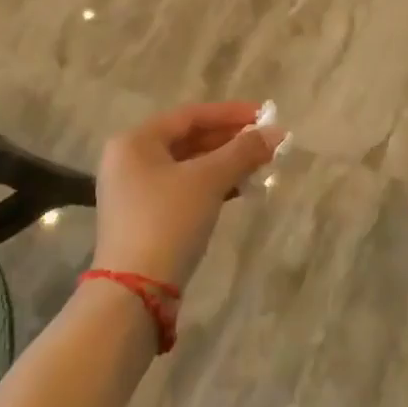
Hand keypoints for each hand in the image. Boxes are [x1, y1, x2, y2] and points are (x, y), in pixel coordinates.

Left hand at [91, 101, 284, 291]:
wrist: (135, 293)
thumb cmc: (168, 221)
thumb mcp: (209, 181)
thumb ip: (243, 151)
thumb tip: (278, 132)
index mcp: (135, 141)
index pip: (190, 115)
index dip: (231, 113)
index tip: (265, 115)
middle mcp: (129, 160)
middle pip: (188, 139)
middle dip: (230, 140)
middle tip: (266, 143)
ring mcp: (134, 191)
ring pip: (188, 166)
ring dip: (224, 164)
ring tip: (260, 166)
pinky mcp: (144, 218)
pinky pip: (183, 189)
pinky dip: (211, 186)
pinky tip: (238, 191)